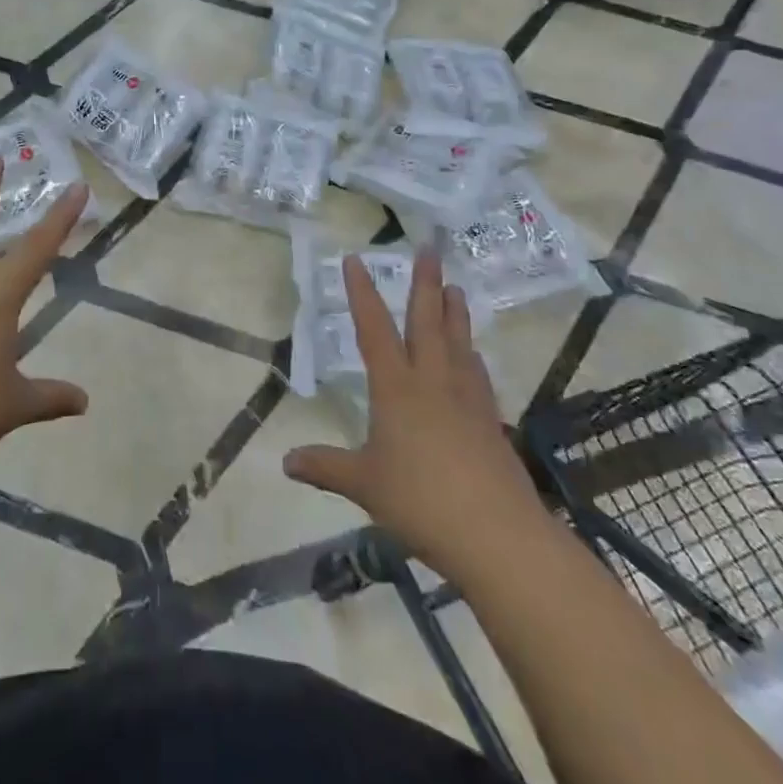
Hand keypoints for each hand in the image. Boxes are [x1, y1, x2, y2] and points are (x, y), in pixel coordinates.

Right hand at [283, 250, 539, 562]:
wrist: (497, 535)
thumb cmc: (421, 501)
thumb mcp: (364, 484)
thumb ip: (325, 467)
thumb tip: (285, 462)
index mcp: (396, 387)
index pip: (374, 329)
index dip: (361, 293)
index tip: (355, 259)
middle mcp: (432, 381)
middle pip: (427, 322)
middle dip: (425, 284)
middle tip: (430, 248)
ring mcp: (467, 399)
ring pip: (458, 342)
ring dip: (455, 312)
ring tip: (454, 287)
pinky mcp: (491, 421)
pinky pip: (478, 375)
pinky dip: (472, 356)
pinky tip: (474, 357)